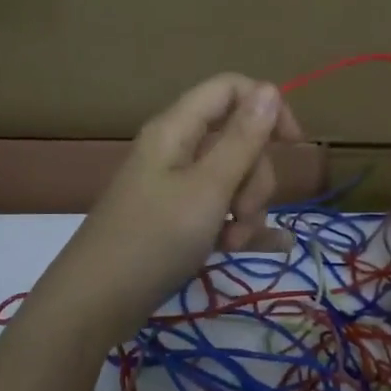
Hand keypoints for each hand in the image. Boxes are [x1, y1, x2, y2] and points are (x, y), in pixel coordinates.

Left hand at [35, 73, 303, 345]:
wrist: (97, 301)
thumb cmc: (154, 239)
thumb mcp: (208, 188)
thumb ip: (242, 140)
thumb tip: (269, 88)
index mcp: (178, 129)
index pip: (231, 90)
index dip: (267, 108)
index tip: (293, 145)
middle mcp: (177, 150)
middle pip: (237, 140)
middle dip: (255, 178)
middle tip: (243, 214)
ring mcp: (177, 187)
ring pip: (234, 179)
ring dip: (248, 210)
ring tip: (234, 244)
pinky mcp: (178, 219)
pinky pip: (222, 211)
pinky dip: (242, 226)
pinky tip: (274, 246)